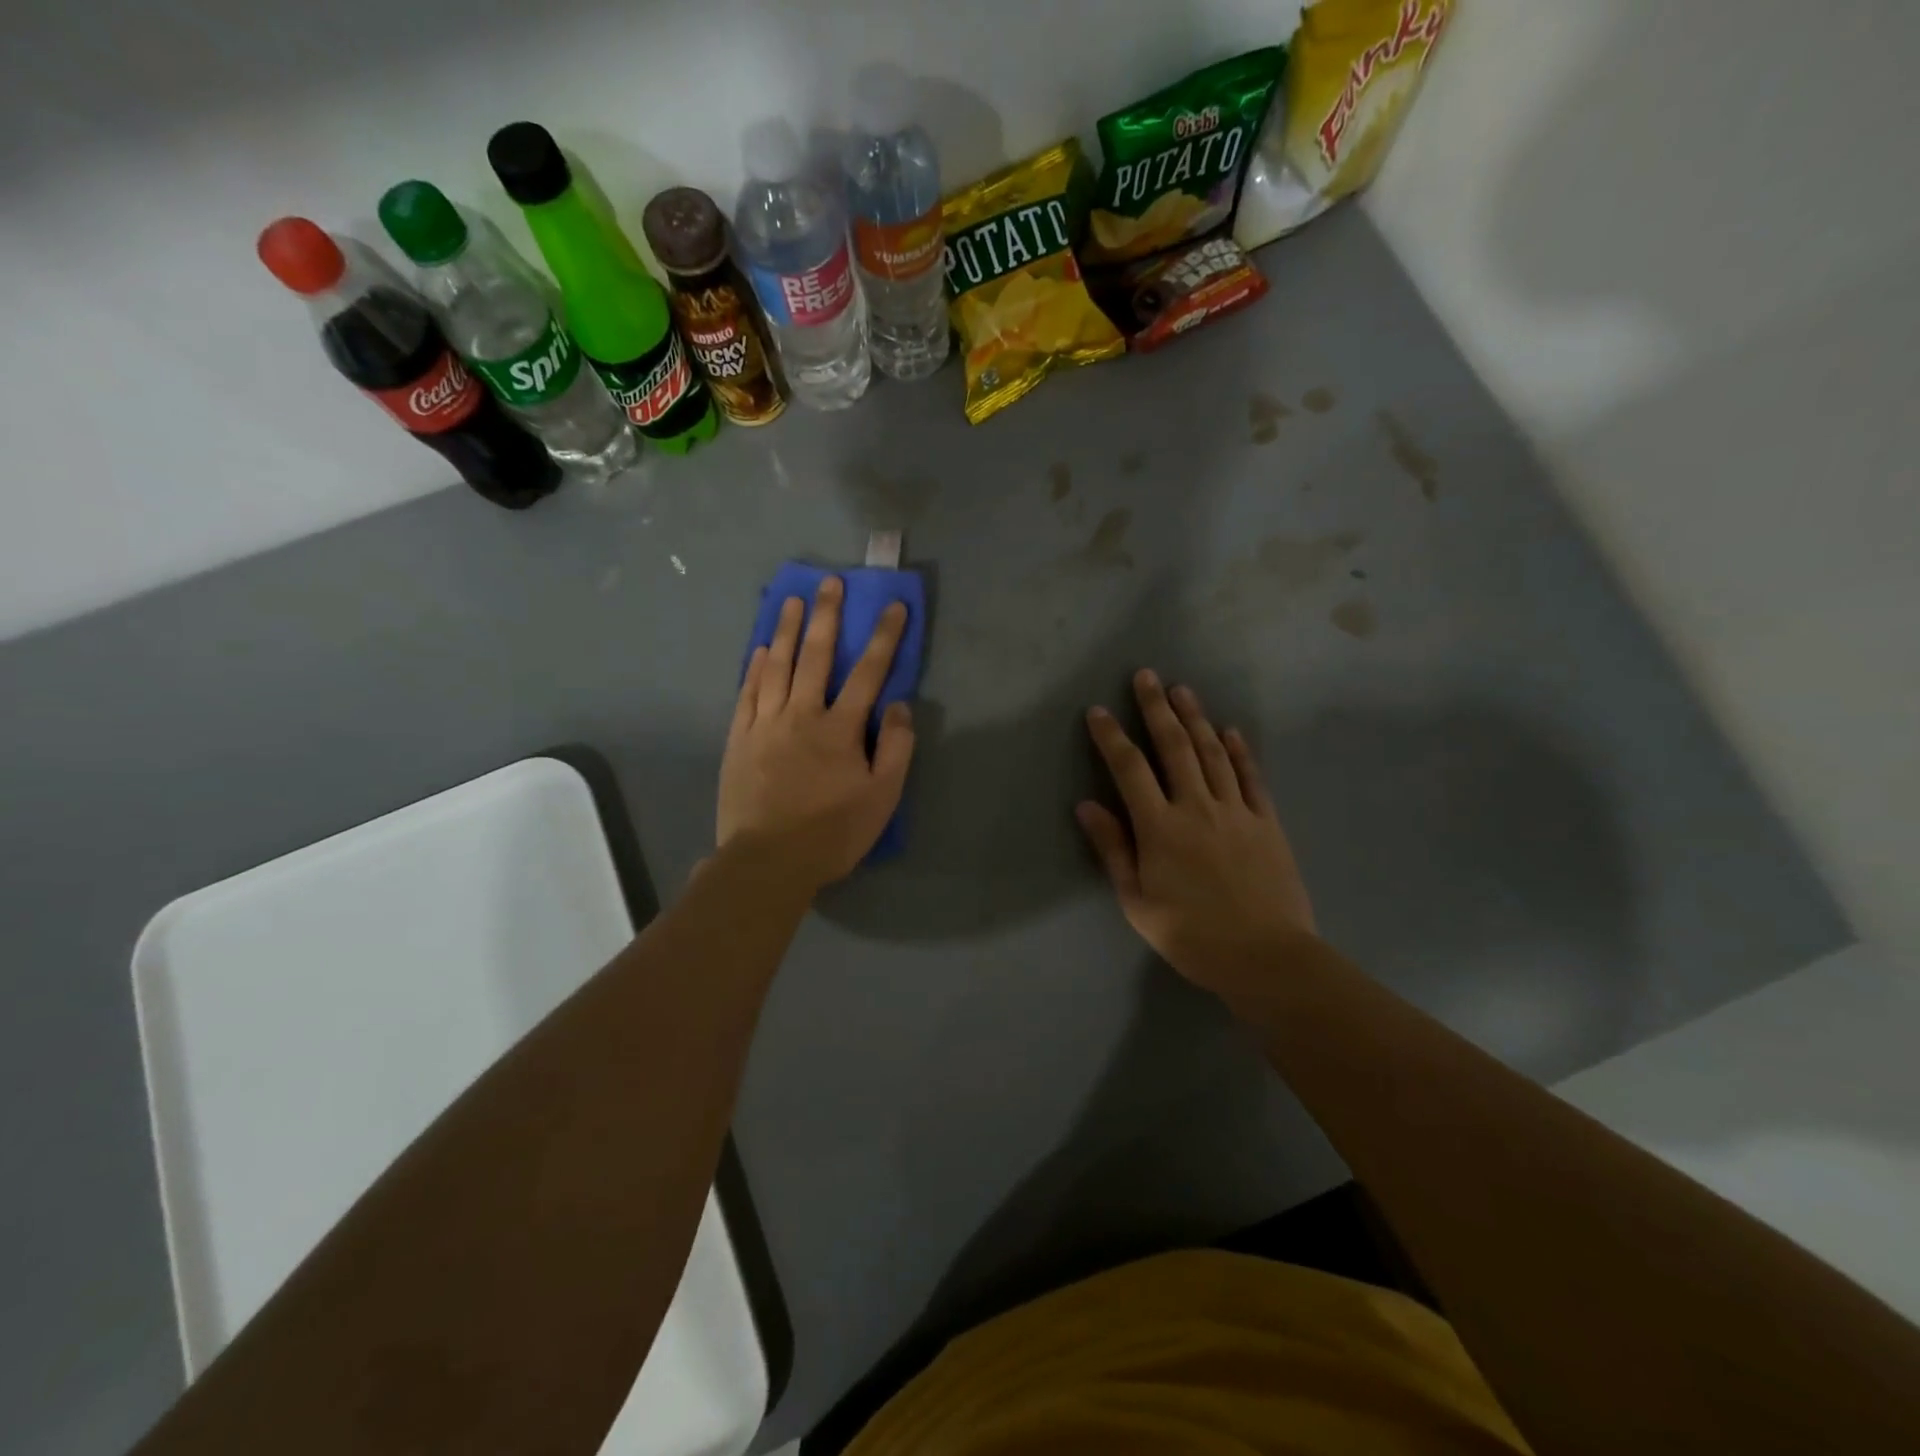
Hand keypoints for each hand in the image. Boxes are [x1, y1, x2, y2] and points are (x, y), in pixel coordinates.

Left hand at [717, 576, 913, 893]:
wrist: (768, 861)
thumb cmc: (832, 833)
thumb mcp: (882, 797)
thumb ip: (896, 748)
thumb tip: (899, 705)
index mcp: (840, 729)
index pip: (868, 672)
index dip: (883, 637)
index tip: (893, 606)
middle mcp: (801, 715)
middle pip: (815, 656)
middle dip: (825, 616)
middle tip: (828, 582)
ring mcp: (765, 724)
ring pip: (776, 667)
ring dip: (785, 630)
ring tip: (791, 600)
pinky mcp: (739, 739)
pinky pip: (747, 694)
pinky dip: (754, 669)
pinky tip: (759, 650)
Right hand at [1077, 670, 1315, 1016]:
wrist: (1267, 958)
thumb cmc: (1192, 935)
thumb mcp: (1137, 902)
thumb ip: (1113, 849)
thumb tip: (1086, 805)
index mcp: (1160, 828)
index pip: (1130, 770)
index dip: (1112, 737)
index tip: (1099, 711)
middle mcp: (1197, 807)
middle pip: (1175, 747)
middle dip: (1157, 708)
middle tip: (1146, 676)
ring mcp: (1236, 811)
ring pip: (1213, 752)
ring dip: (1196, 718)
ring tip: (1182, 690)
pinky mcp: (1266, 822)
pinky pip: (1250, 777)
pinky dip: (1240, 750)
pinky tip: (1231, 730)